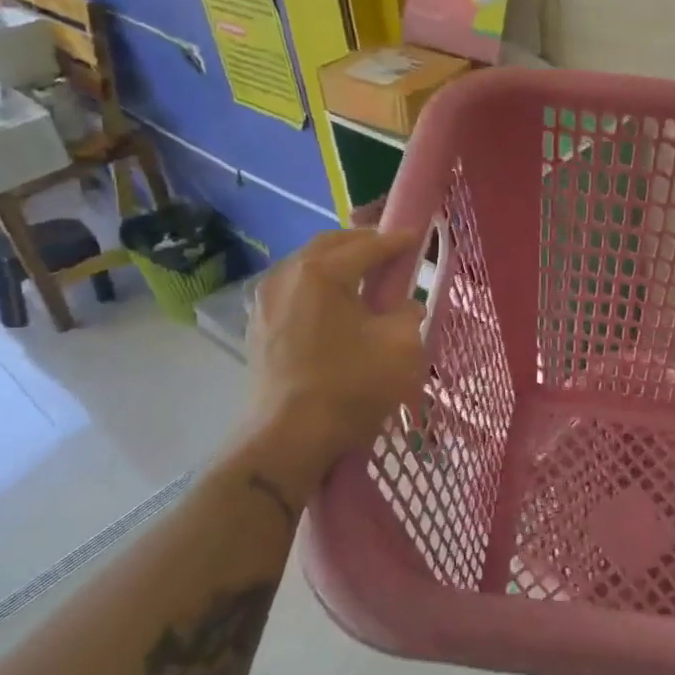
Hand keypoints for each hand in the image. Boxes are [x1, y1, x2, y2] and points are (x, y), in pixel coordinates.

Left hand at [244, 229, 427, 483]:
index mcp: (322, 272)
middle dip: (362, 244)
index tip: (417, 236)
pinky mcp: (258, 325)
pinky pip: (292, 290)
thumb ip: (409, 314)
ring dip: (337, 263)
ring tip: (363, 277)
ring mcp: (265, 300)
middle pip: (330, 245)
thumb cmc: (350, 387)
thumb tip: (406, 306)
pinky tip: (333, 305)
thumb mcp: (401, 347)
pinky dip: (316, 286)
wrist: (289, 438)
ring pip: (306, 265)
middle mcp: (287, 274)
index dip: (396, 241)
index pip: (367, 246)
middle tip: (390, 253)